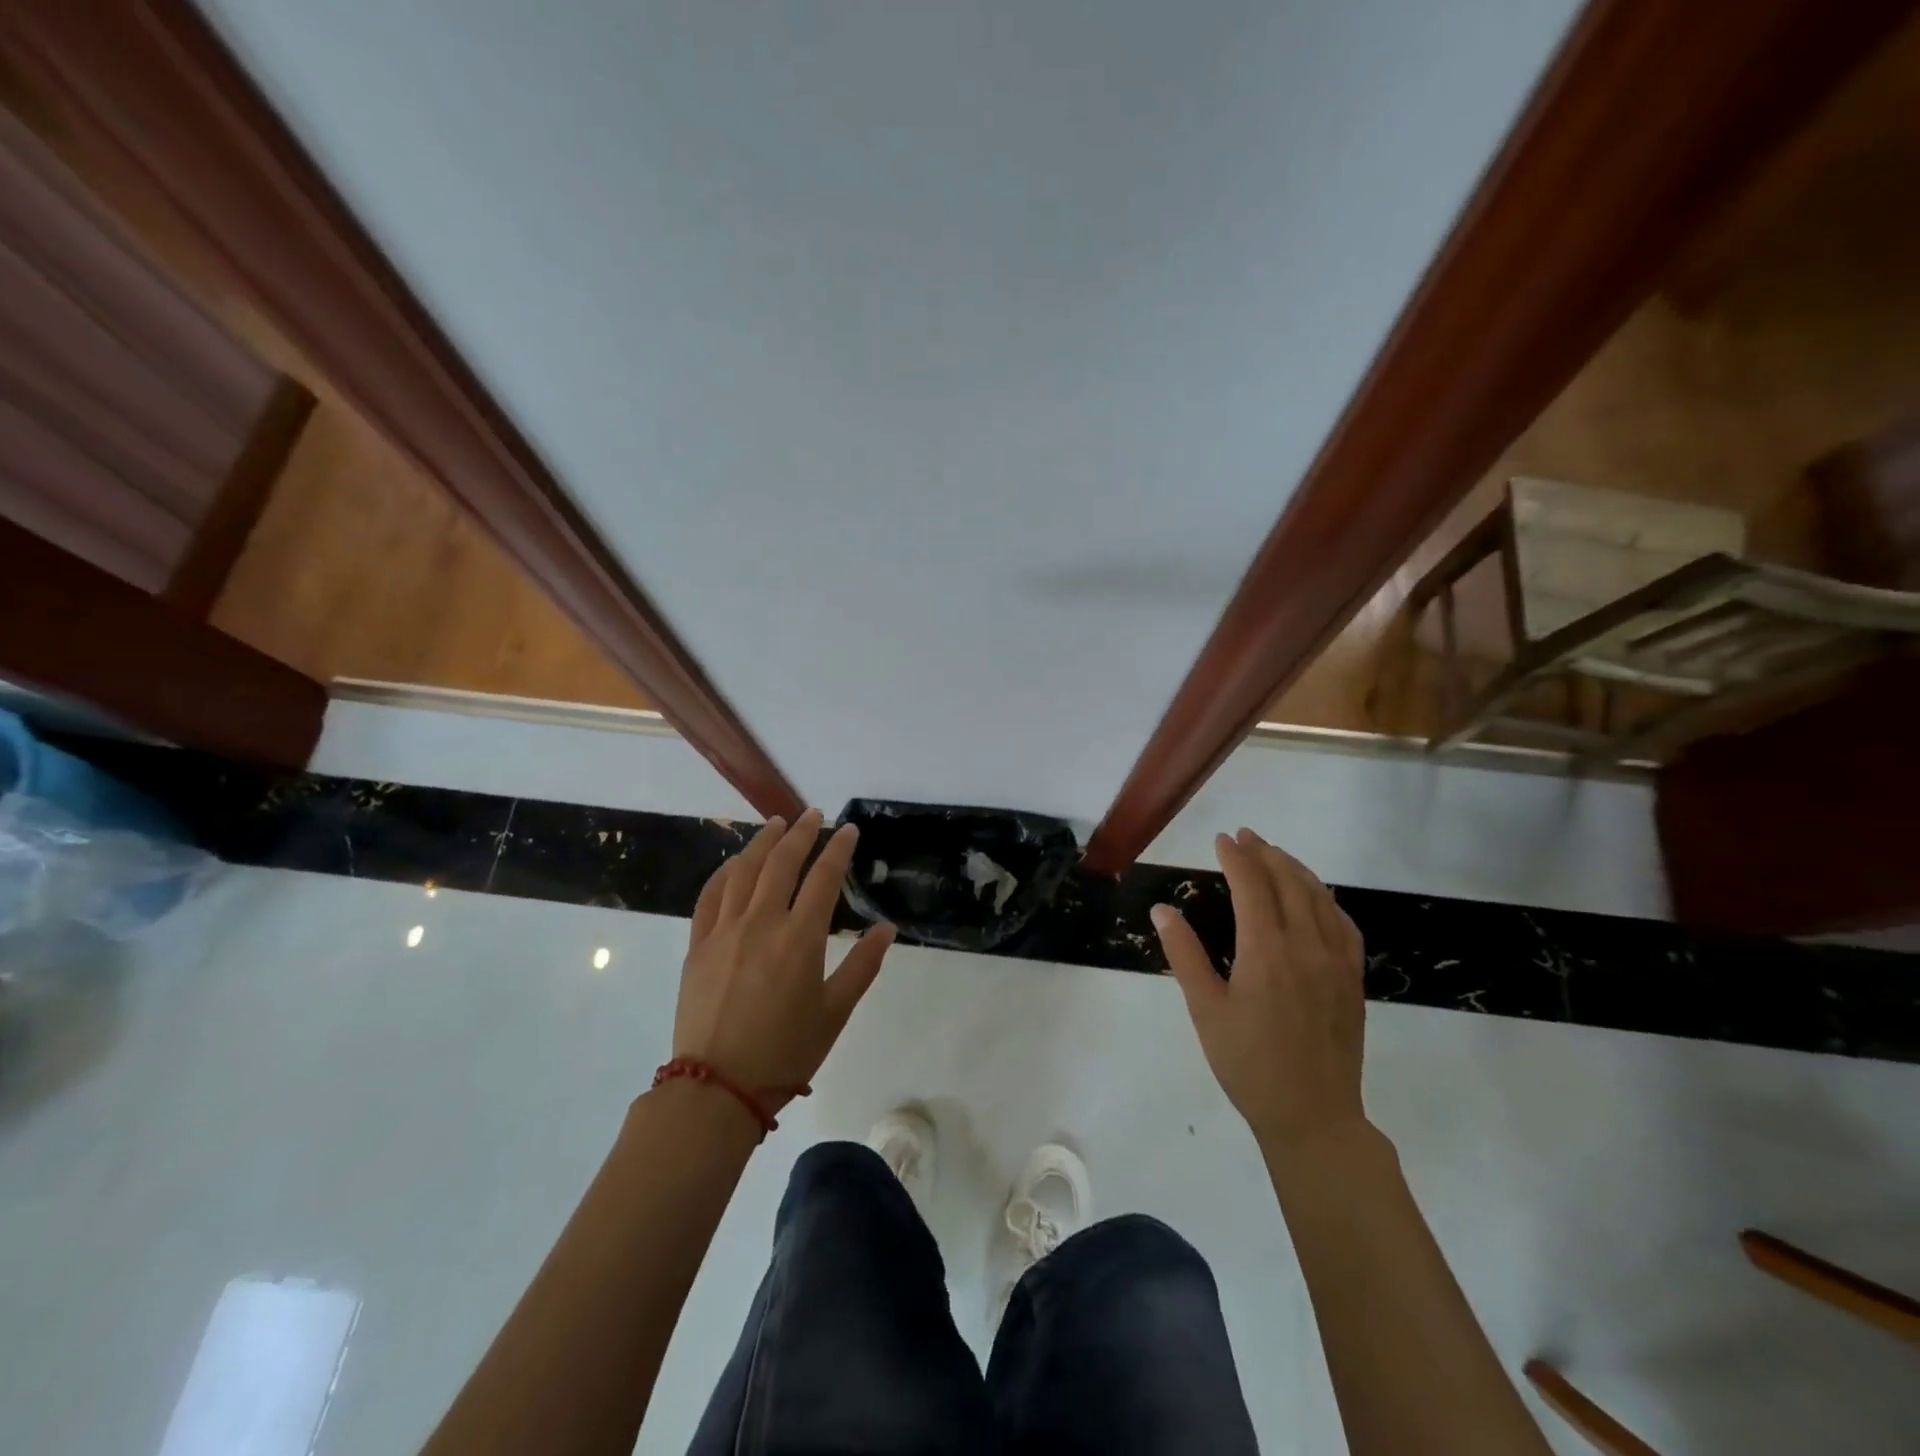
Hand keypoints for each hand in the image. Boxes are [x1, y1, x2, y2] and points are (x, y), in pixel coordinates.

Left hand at [673, 809, 895, 1109]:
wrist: (716, 1087)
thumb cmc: (785, 1052)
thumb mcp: (835, 1012)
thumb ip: (863, 966)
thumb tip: (886, 928)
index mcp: (800, 938)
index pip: (824, 878)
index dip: (838, 849)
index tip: (848, 830)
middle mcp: (761, 923)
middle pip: (782, 862)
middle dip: (801, 833)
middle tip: (813, 815)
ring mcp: (724, 931)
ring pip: (744, 871)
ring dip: (762, 842)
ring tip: (775, 824)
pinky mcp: (698, 944)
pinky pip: (710, 895)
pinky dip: (724, 872)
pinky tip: (734, 863)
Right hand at [1151, 828, 1366, 1156]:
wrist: (1313, 1116)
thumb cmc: (1248, 1064)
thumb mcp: (1205, 1010)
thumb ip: (1184, 955)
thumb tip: (1163, 910)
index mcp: (1266, 951)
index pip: (1252, 886)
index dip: (1236, 857)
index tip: (1222, 839)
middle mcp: (1306, 946)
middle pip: (1289, 882)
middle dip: (1265, 853)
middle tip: (1246, 836)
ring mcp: (1336, 961)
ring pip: (1319, 897)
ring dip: (1296, 869)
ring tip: (1275, 854)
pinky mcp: (1353, 979)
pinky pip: (1343, 924)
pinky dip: (1325, 899)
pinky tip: (1316, 897)